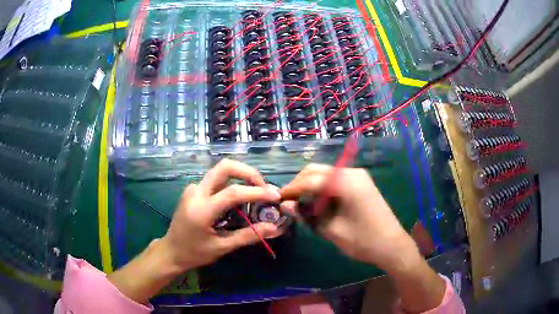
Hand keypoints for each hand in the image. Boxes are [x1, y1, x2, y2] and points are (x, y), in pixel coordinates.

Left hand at [108, 159, 282, 303]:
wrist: (171, 250)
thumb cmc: (195, 253)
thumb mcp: (222, 247)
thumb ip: (248, 236)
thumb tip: (274, 227)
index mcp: (202, 210)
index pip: (233, 192)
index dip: (257, 192)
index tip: (275, 196)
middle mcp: (196, 192)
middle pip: (224, 167)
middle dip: (248, 172)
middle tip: (263, 186)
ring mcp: (192, 189)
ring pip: (220, 171)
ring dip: (241, 176)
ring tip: (255, 192)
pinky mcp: (192, 190)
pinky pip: (215, 180)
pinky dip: (231, 183)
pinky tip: (237, 199)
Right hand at [281, 164, 447, 312]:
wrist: (392, 245)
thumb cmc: (362, 240)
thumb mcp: (331, 230)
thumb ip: (307, 215)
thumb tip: (285, 205)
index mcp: (345, 183)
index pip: (310, 180)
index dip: (292, 189)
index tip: (278, 199)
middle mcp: (352, 172)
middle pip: (317, 171)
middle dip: (300, 184)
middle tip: (289, 201)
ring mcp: (358, 176)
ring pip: (326, 174)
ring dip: (311, 185)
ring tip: (301, 203)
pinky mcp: (361, 183)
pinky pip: (336, 179)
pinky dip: (323, 188)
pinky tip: (319, 202)